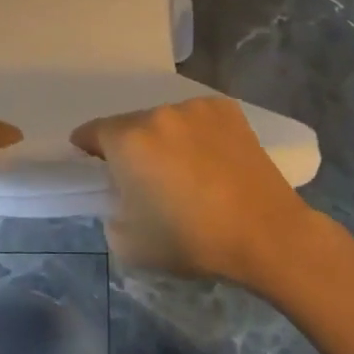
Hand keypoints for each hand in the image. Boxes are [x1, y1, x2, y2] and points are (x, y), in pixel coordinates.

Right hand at [71, 97, 317, 288]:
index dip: (88, 149)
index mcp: (128, 140)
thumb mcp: (129, 245)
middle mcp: (158, 114)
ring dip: (166, 140)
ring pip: (167, 122)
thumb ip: (111, 214)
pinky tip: (213, 161)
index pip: (92, 131)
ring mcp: (195, 108)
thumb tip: (122, 198)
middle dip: (132, 148)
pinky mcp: (228, 110)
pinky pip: (199, 119)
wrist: (266, 234)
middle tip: (147, 179)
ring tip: (187, 171)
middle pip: (132, 126)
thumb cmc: (192, 240)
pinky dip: (198, 134)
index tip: (94, 166)